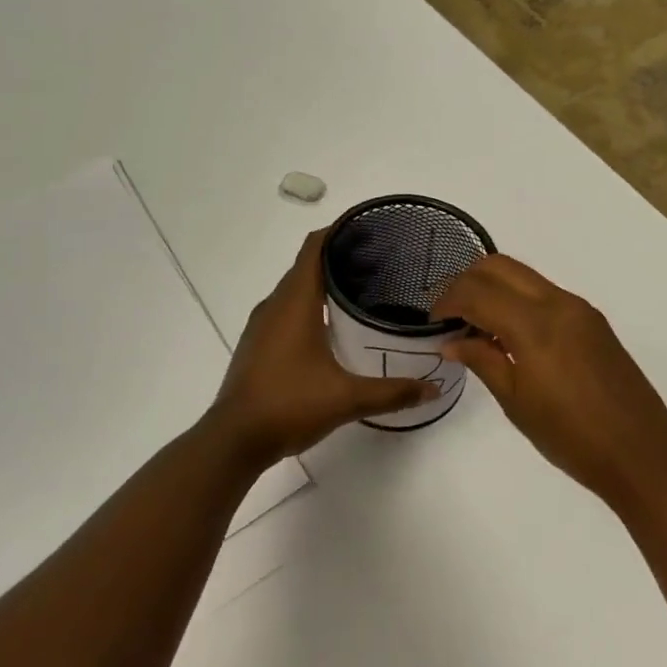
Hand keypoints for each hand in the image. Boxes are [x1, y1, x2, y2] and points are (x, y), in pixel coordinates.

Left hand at [206, 229, 440, 464]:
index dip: (338, 230)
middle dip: (339, 256)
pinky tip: (332, 326)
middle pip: (306, 264)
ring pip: (295, 289)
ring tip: (361, 290)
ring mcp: (262, 324)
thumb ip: (392, 391)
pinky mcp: (258, 344)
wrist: (234, 439)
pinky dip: (309, 304)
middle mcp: (275, 304)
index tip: (369, 227)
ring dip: (323, 282)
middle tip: (380, 261)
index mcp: (295, 302)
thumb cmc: (289, 405)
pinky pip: (286, 309)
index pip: (314, 247)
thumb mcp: (347, 399)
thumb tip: (433, 388)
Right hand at [433, 255, 666, 505]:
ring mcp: (579, 308)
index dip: (448, 301)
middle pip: (500, 266)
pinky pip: (544, 292)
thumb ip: (482, 360)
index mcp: (535, 324)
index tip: (433, 322)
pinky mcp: (592, 320)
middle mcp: (558, 303)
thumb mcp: (516, 402)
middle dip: (467, 282)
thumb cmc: (571, 437)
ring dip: (493, 288)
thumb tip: (452, 341)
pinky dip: (517, 300)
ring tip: (476, 325)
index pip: (477, 292)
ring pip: (524, 276)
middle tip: (451, 314)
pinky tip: (509, 335)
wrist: (642, 455)